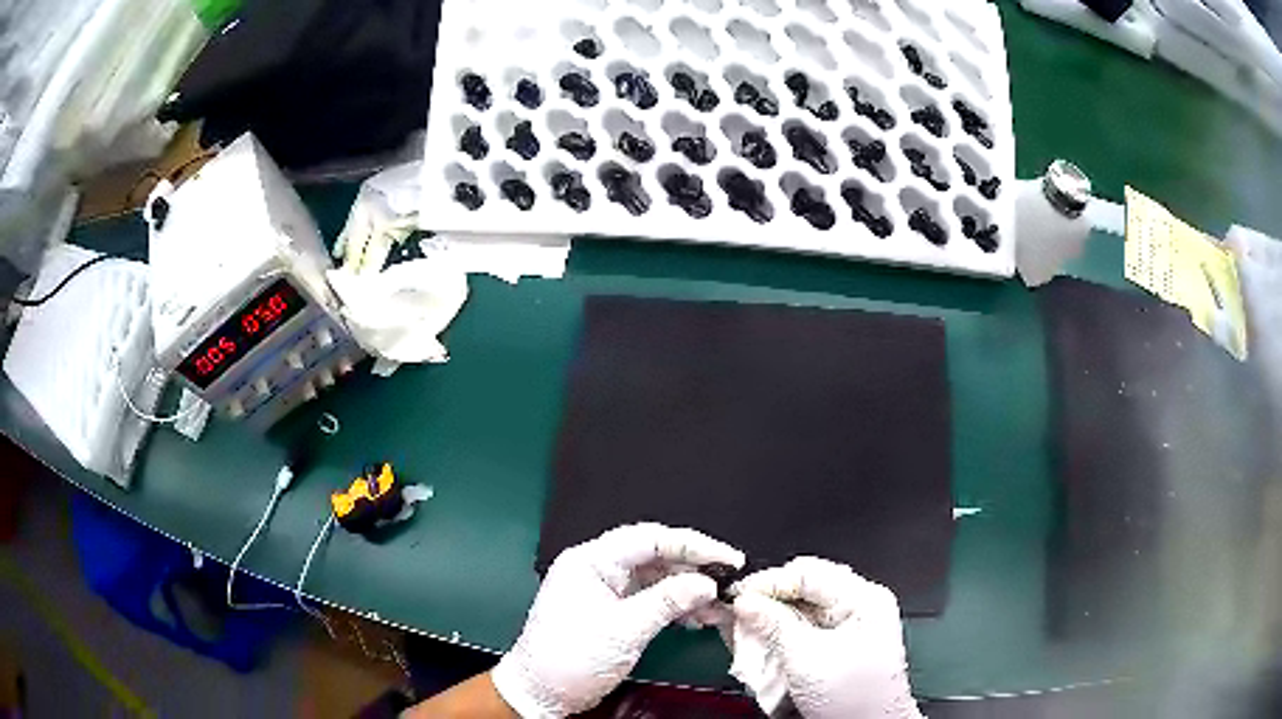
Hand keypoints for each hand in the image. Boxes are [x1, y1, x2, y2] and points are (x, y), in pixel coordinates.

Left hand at [492, 523, 744, 716]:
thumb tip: (706, 583)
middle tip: (728, 580)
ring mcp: (605, 588)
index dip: (693, 545)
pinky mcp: (612, 609)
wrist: (542, 692)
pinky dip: (675, 606)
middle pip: (655, 555)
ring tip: (719, 605)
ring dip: (688, 590)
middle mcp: (597, 568)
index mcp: (591, 561)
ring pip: (656, 577)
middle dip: (694, 568)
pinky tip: (697, 617)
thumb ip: (667, 602)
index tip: (727, 558)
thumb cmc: (572, 658)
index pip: (649, 539)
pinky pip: (650, 597)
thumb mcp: (624, 630)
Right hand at [732, 557, 922, 718]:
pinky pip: (805, 627)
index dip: (769, 582)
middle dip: (768, 600)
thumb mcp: (807, 658)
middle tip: (737, 611)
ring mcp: (851, 624)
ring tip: (744, 627)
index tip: (737, 595)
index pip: (808, 573)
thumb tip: (746, 601)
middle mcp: (860, 605)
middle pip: (804, 588)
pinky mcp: (840, 644)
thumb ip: (774, 624)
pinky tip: (761, 641)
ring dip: (771, 618)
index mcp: (864, 598)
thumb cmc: (854, 697)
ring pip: (801, 608)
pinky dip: (781, 633)